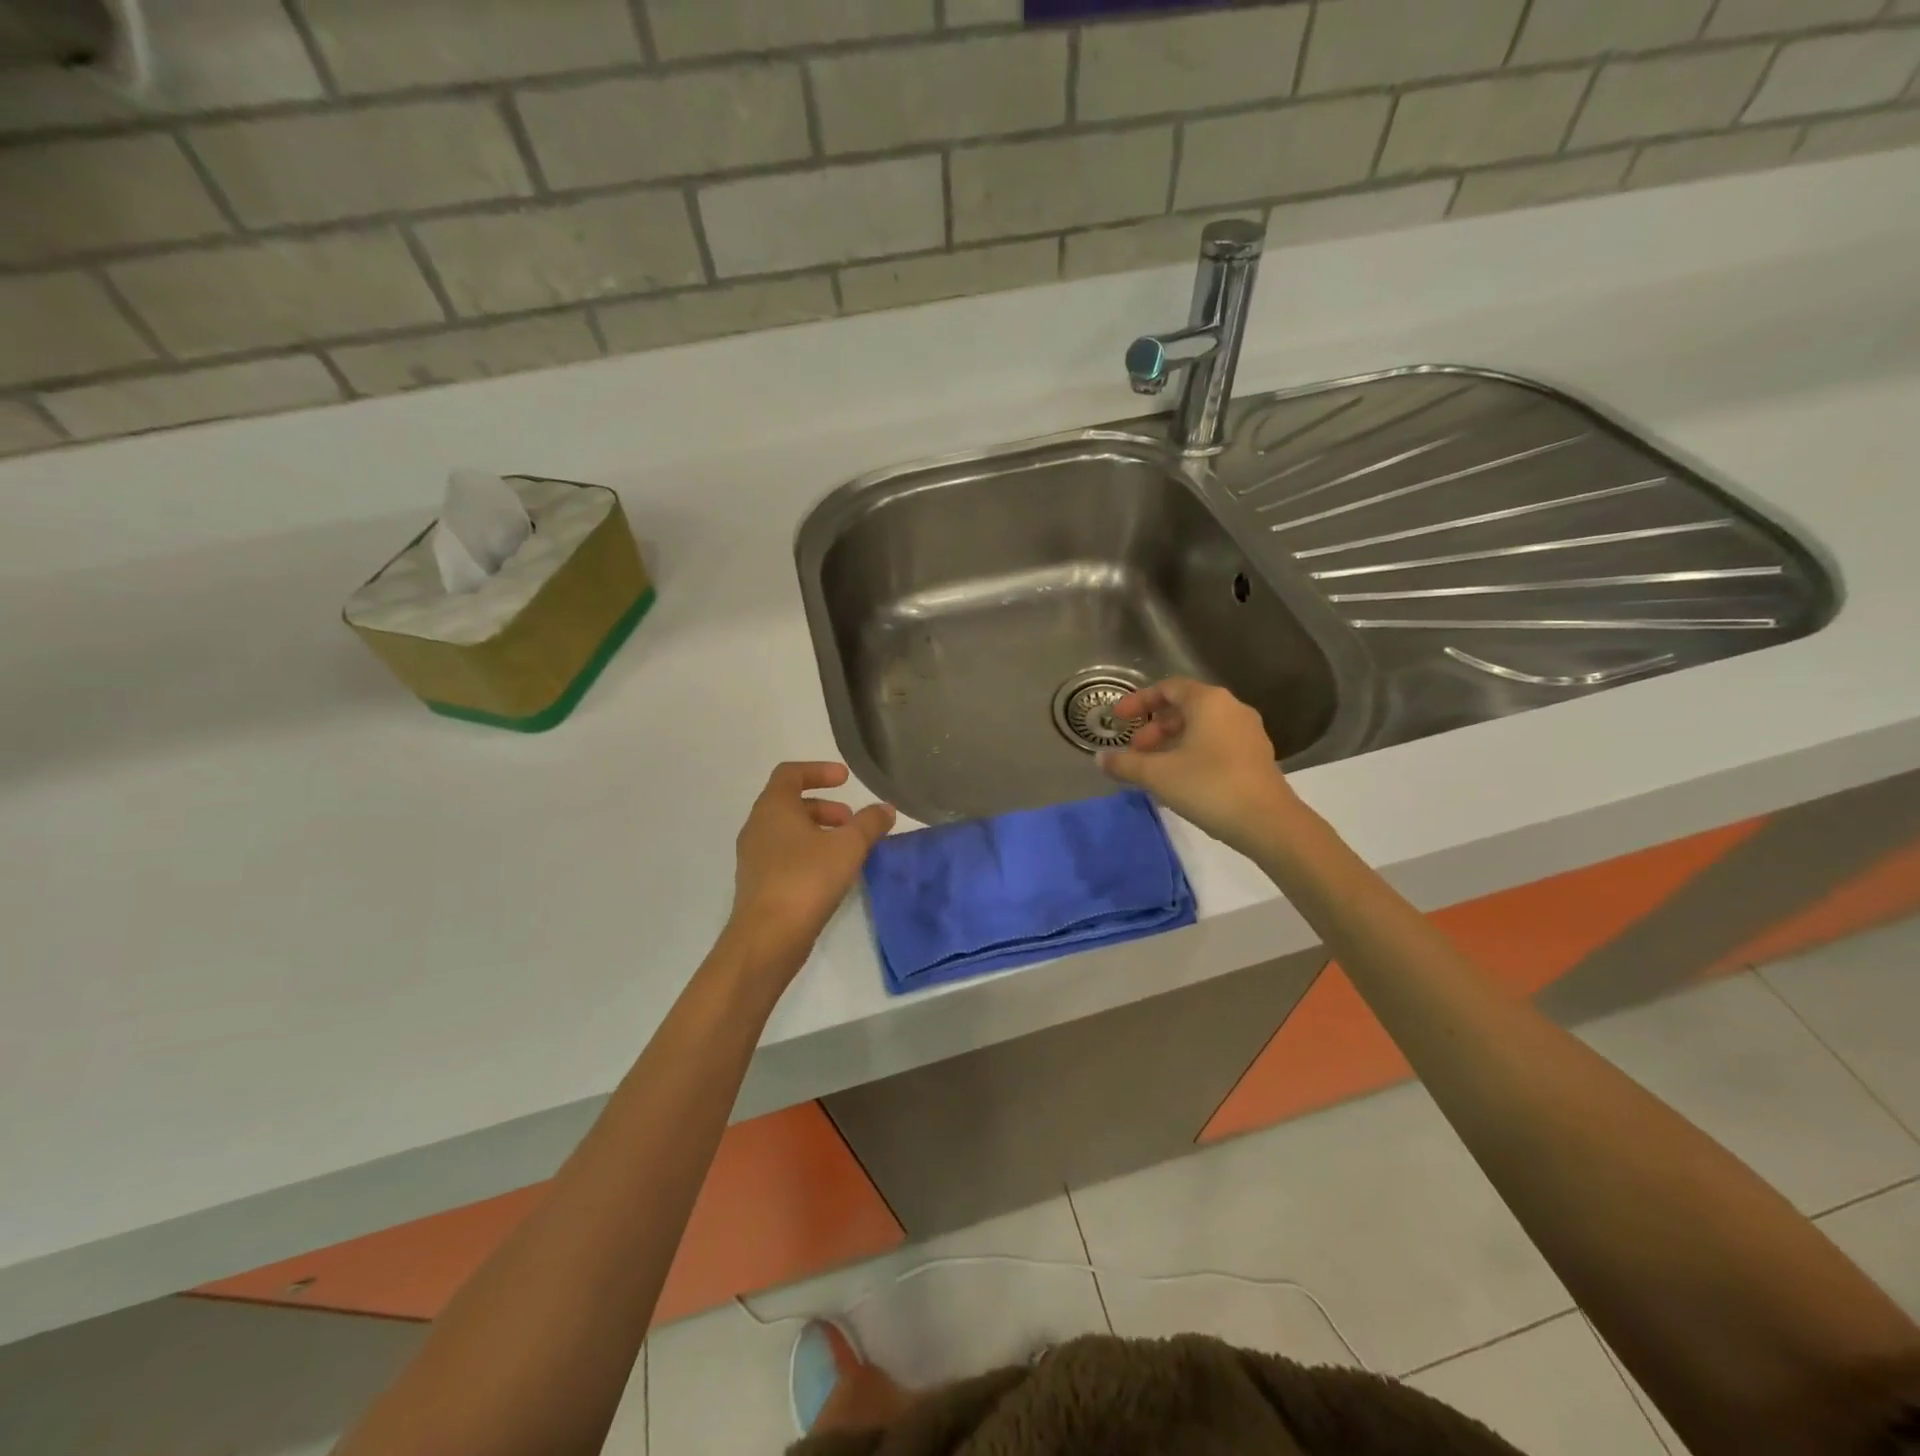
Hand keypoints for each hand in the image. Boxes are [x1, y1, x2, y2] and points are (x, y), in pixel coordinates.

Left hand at [724, 762, 895, 982]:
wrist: (767, 938)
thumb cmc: (806, 879)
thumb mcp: (848, 846)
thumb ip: (869, 823)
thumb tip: (885, 809)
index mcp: (773, 807)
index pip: (790, 773)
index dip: (819, 770)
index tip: (845, 779)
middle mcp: (757, 826)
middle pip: (790, 803)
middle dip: (825, 807)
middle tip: (852, 820)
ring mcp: (754, 856)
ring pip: (788, 831)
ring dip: (818, 831)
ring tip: (847, 849)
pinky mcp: (758, 883)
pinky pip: (784, 855)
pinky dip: (808, 853)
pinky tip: (831, 874)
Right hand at [1097, 678, 1298, 855]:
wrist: (1268, 822)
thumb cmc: (1208, 786)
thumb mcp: (1157, 774)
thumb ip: (1125, 763)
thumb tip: (1101, 758)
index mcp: (1209, 701)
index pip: (1168, 688)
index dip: (1138, 701)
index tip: (1118, 719)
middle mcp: (1231, 709)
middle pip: (1185, 708)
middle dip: (1154, 727)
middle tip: (1135, 750)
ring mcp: (1248, 733)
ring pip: (1201, 728)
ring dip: (1172, 742)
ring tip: (1153, 768)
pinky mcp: (1256, 757)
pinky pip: (1216, 744)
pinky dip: (1192, 753)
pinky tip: (1180, 779)